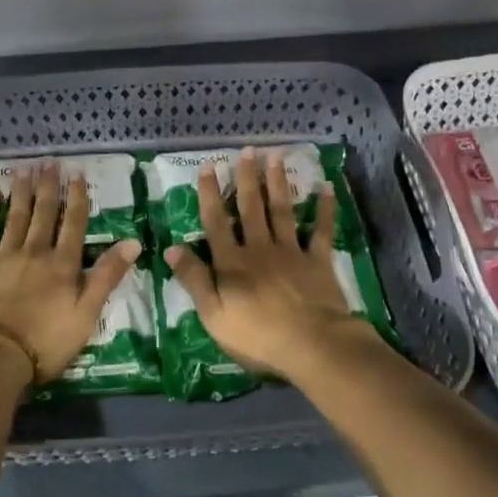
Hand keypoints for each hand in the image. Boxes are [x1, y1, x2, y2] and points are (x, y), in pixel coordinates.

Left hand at [0, 163, 139, 385]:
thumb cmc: (47, 341)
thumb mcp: (87, 313)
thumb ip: (107, 276)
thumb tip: (133, 242)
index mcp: (63, 264)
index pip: (74, 224)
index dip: (78, 198)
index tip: (77, 174)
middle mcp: (36, 252)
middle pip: (44, 213)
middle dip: (48, 186)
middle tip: (49, 162)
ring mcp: (5, 257)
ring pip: (16, 217)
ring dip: (22, 191)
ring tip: (24, 169)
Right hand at [163, 148, 370, 380]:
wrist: (312, 345)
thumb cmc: (257, 336)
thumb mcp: (213, 315)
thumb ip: (194, 280)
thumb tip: (172, 247)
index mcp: (232, 263)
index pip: (216, 222)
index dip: (210, 194)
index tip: (208, 167)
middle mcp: (260, 249)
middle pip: (250, 208)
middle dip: (246, 178)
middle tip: (247, 150)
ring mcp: (291, 252)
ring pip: (281, 211)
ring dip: (277, 183)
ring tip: (275, 157)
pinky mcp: (318, 261)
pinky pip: (321, 230)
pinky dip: (324, 209)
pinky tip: (325, 187)